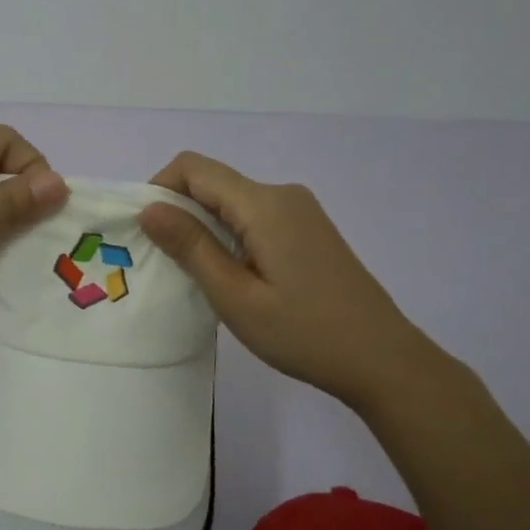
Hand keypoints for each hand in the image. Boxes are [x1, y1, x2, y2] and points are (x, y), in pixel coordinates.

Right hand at [138, 151, 452, 417]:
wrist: (383, 361)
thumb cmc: (305, 333)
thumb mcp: (236, 296)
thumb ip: (191, 247)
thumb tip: (148, 207)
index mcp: (264, 204)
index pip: (194, 168)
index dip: (159, 188)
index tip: (146, 232)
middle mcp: (282, 195)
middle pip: (212, 182)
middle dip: (178, 211)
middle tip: (163, 262)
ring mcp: (300, 211)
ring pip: (232, 201)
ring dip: (203, 227)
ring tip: (195, 275)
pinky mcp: (308, 230)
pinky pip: (254, 217)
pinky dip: (229, 235)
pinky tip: (232, 276)